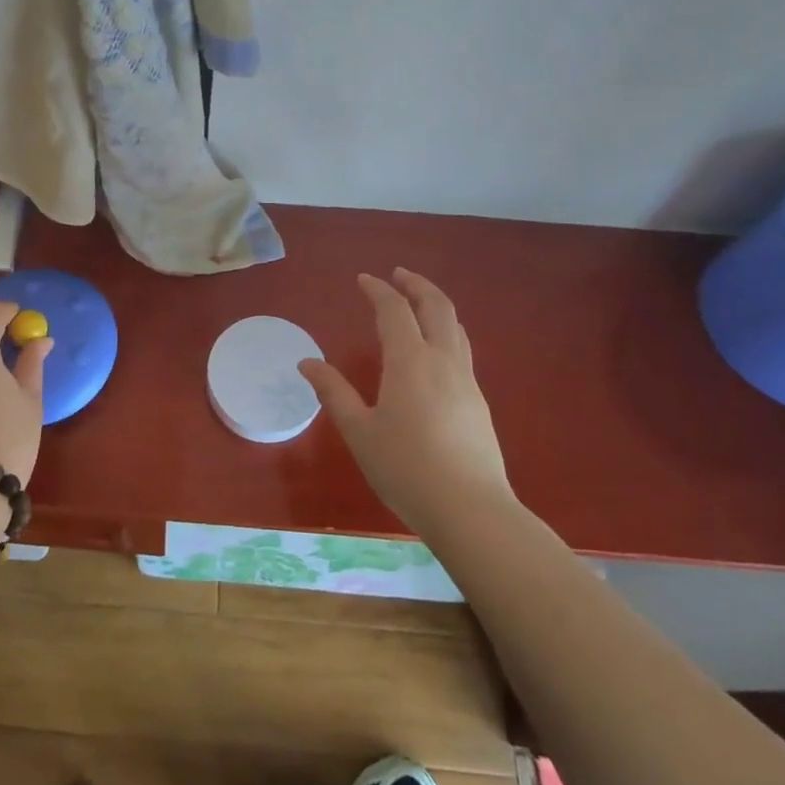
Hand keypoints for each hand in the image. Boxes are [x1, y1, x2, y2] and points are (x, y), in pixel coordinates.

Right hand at [300, 268, 512, 533]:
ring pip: (455, 327)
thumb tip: (307, 363)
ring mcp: (466, 381)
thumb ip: (333, 392)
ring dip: (435, 305)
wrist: (471, 510)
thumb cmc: (406, 469)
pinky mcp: (478, 402)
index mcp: (410, 361)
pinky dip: (445, 332)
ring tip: (417, 304)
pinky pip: (461, 350)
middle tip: (398, 274)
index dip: (378, 290)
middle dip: (416, 284)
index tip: (363, 280)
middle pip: (437, 306)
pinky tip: (432, 351)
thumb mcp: (359, 431)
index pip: (394, 310)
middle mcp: (442, 361)